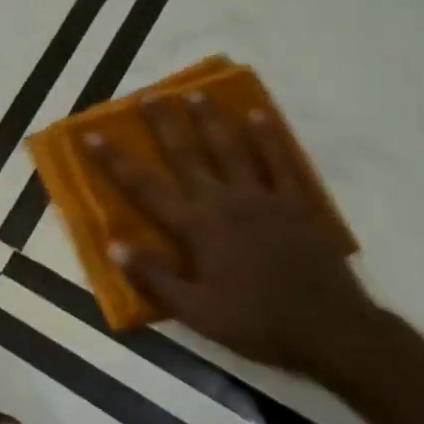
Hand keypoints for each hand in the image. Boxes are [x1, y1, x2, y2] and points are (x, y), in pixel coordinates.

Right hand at [85, 93, 375, 375]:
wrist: (330, 330)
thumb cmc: (256, 323)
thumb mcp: (196, 312)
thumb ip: (154, 277)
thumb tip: (114, 245)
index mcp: (196, 227)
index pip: (145, 187)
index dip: (115, 161)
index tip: (92, 135)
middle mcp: (224, 201)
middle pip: (188, 154)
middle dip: (164, 123)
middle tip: (149, 94)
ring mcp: (262, 197)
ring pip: (232, 148)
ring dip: (212, 119)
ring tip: (196, 93)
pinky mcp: (296, 203)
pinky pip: (280, 161)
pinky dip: (268, 137)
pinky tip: (259, 115)